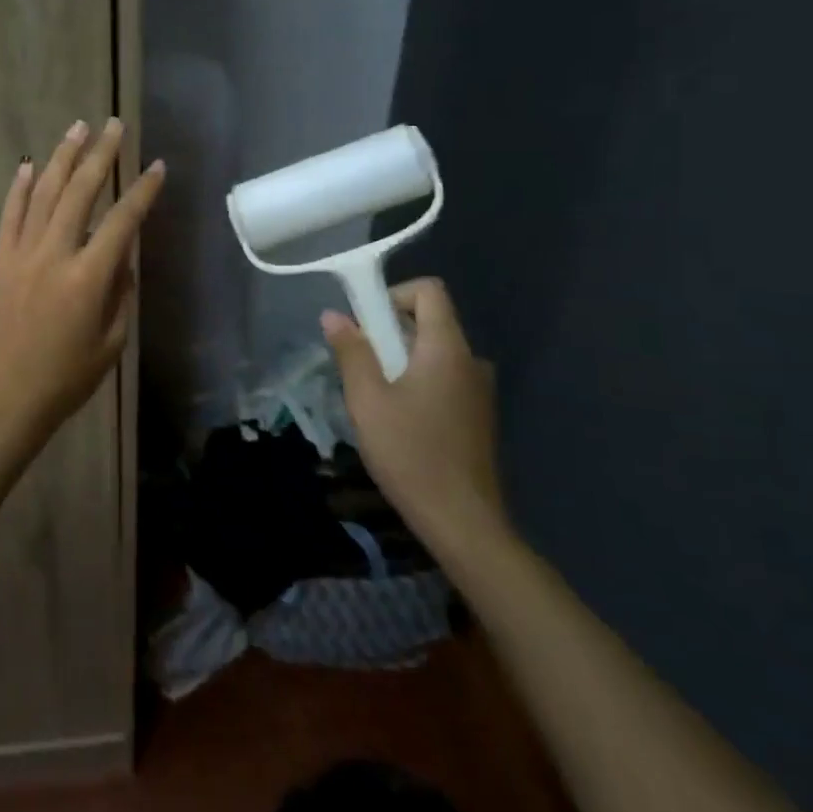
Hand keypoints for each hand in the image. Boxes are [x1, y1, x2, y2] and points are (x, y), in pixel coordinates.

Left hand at [0, 117, 164, 449]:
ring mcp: (22, 254)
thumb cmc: (65, 380)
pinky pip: (10, 216)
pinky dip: (19, 188)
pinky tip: (27, 165)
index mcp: (89, 278)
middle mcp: (55, 255)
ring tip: (77, 129)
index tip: (157, 167)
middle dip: (100, 155)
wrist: (4, 399)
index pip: (123, 221)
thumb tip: (122, 259)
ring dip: (62, 158)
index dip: (143, 192)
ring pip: (43, 194)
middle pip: (80, 192)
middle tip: (113, 126)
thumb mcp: (110, 342)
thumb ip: (120, 294)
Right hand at [321, 278, 507, 556]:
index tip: (367, 324)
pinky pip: (444, 378)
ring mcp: (479, 390)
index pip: (430, 291)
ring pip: (435, 352)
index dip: (394, 294)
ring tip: (374, 396)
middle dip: (390, 331)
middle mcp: (470, 361)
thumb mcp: (367, 400)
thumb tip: (334, 314)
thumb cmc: (410, 453)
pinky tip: (399, 420)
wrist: (462, 521)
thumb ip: (351, 352)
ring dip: (401, 360)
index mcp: (447, 349)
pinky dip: (418, 382)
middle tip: (361, 365)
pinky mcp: (477, 415)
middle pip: (430, 321)